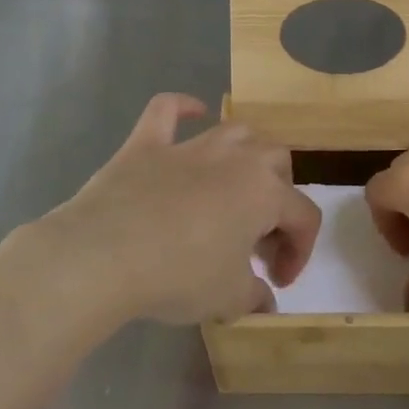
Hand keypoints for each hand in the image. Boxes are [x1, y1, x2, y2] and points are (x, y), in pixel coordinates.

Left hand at [14, 94, 322, 326]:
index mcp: (265, 193)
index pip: (304, 217)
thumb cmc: (178, 276)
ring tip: (236, 184)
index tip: (277, 282)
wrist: (104, 256)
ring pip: (235, 131)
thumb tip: (262, 300)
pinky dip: (182, 107)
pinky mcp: (146, 144)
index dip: (299, 252)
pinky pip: (167, 110)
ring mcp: (189, 146)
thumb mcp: (228, 298)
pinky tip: (192, 112)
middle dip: (279, 195)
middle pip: (278, 162)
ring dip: (246, 154)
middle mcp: (236, 159)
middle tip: (257, 235)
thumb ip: (254, 296)